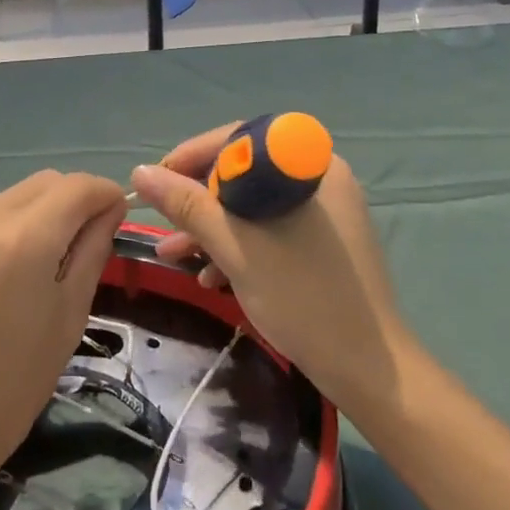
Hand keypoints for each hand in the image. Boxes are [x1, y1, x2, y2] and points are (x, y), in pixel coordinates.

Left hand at [0, 171, 128, 486]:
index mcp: (22, 240)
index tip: (115, 214)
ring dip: (27, 218)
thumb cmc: (13, 385)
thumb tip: (107, 209)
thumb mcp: (69, 316)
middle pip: (40, 184)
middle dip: (68, 201)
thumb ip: (92, 250)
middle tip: (78, 242)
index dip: (104, 194)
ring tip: (26, 268)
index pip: (76, 186)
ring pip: (4, 201)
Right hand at [129, 127, 415, 427]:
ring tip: (172, 255)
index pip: (239, 139)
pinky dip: (238, 245)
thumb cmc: (302, 296)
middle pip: (244, 172)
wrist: (368, 370)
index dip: (192, 155)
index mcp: (309, 165)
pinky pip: (270, 228)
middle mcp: (319, 178)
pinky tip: (208, 277)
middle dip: (198, 200)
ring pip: (253, 205)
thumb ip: (187, 206)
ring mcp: (323, 212)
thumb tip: (141, 171)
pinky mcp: (321, 242)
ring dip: (211, 228)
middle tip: (164, 223)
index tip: (157, 181)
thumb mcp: (235, 246)